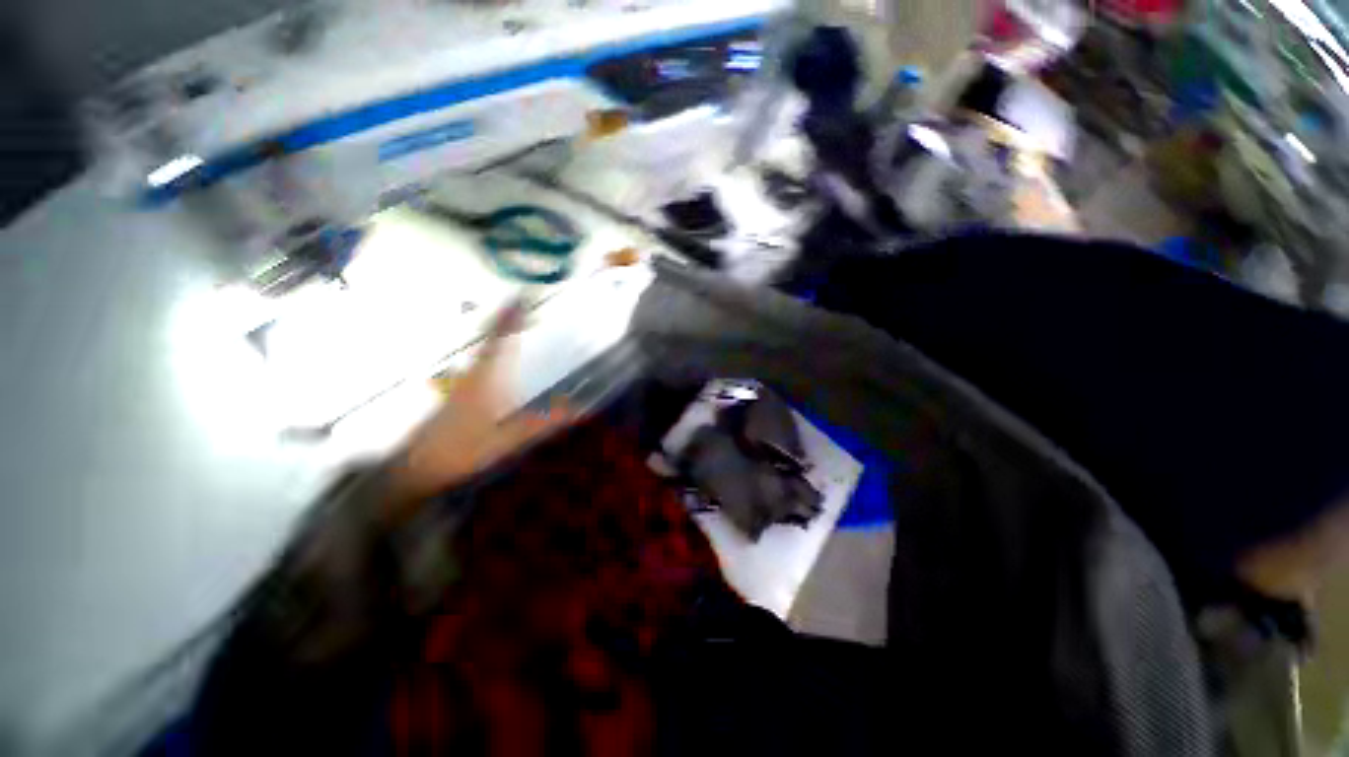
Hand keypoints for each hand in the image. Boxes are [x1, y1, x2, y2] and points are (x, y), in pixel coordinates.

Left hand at [386, 300, 575, 507]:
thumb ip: (544, 424)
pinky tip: (500, 356)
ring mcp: (464, 383)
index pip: (498, 341)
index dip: (510, 318)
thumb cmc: (463, 451)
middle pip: (490, 339)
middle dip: (507, 319)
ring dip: (500, 333)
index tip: (520, 297)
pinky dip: (494, 349)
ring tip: (517, 323)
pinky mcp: (460, 393)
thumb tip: (579, 410)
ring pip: (484, 349)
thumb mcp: (508, 440)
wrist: (418, 468)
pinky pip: (481, 361)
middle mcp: (473, 375)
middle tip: (524, 304)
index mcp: (484, 380)